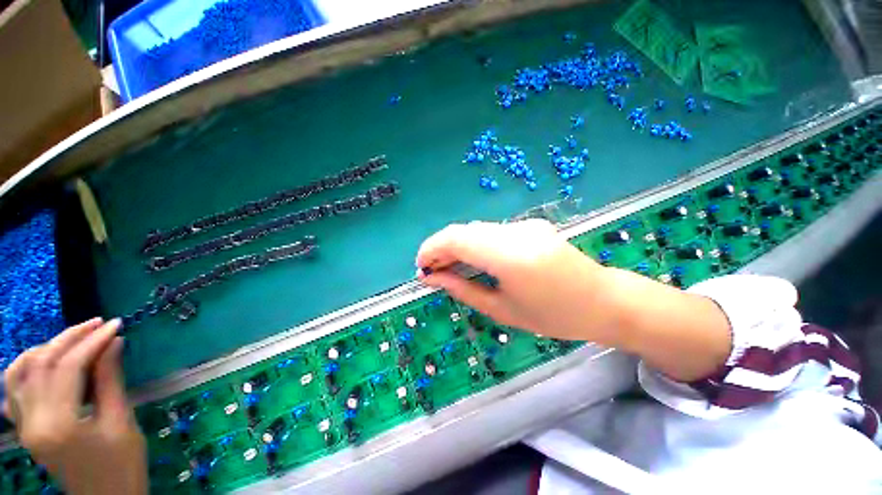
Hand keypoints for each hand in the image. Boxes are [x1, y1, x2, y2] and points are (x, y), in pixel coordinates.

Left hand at [3, 319, 147, 494]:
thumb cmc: (122, 465)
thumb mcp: (121, 423)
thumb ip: (111, 381)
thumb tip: (114, 343)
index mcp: (58, 425)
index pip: (69, 368)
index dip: (93, 342)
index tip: (116, 325)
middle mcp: (31, 421)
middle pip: (41, 365)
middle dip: (71, 338)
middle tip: (99, 324)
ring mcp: (22, 425)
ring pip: (21, 371)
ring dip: (47, 348)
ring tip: (74, 339)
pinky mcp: (23, 427)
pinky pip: (12, 388)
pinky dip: (25, 366)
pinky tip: (42, 360)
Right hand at [415, 220, 731, 381]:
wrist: (603, 300)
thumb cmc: (554, 316)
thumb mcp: (502, 310)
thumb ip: (462, 290)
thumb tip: (432, 278)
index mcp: (510, 256)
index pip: (456, 239)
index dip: (432, 248)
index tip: (421, 267)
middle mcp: (516, 232)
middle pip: (464, 230)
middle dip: (441, 248)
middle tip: (433, 271)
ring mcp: (525, 225)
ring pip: (476, 230)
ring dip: (457, 246)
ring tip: (449, 268)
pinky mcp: (530, 225)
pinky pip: (491, 232)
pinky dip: (474, 244)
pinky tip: (473, 260)